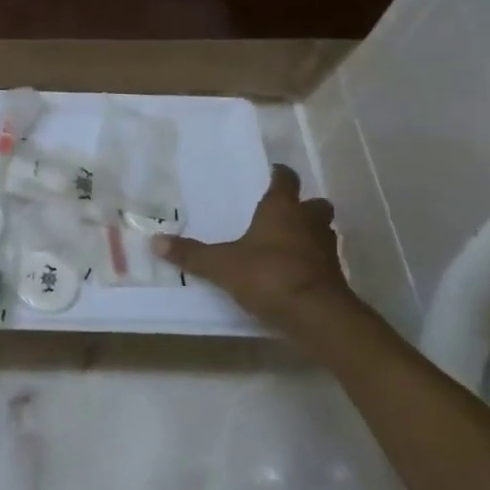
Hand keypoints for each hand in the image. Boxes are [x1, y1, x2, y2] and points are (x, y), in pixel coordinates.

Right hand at [154, 164, 353, 327]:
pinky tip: (293, 273)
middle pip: (314, 205)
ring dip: (308, 235)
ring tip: (286, 245)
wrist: (316, 315)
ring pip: (322, 232)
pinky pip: (322, 261)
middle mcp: (308, 222)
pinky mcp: (335, 276)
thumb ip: (191, 254)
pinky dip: (311, 263)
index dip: (279, 175)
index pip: (285, 180)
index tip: (272, 174)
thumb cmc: (268, 276)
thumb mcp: (221, 265)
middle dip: (302, 208)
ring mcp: (326, 249)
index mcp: (282, 209)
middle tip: (283, 215)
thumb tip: (155, 241)